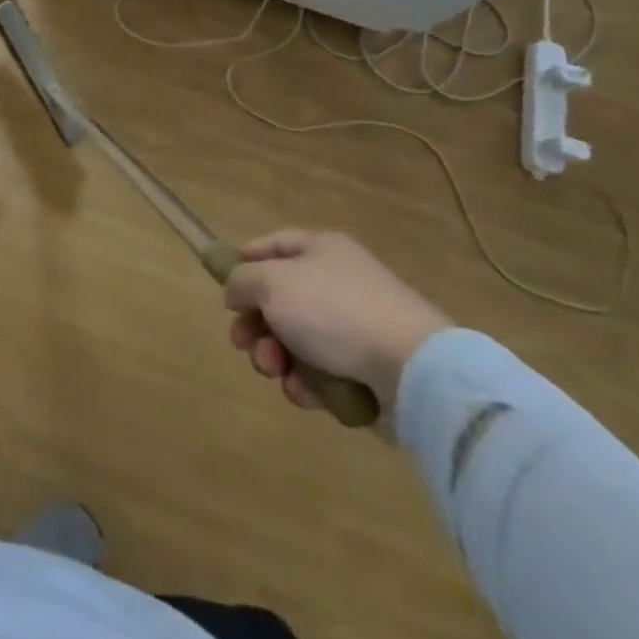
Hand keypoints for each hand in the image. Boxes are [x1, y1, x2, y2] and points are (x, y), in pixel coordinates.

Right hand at [223, 230, 451, 424]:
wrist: (412, 370)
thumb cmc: (333, 311)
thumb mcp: (271, 283)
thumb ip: (241, 281)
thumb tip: (237, 292)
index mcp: (320, 249)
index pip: (272, 246)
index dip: (244, 264)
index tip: (226, 292)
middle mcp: (338, 282)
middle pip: (279, 299)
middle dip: (255, 325)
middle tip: (244, 344)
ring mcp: (355, 326)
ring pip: (296, 340)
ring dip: (276, 357)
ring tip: (276, 371)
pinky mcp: (367, 368)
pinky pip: (322, 371)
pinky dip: (307, 383)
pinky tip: (305, 392)